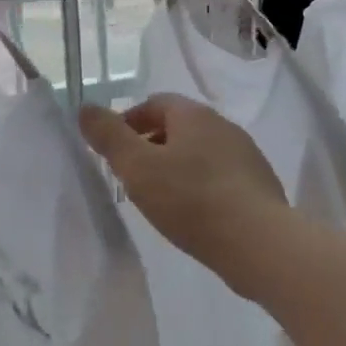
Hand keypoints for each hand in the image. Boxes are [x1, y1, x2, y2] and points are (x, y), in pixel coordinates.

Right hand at [79, 95, 289, 292]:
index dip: (129, 121)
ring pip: (200, 152)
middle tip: (132, 176)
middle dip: (152, 144)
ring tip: (160, 198)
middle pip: (179, 126)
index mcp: (194, 115)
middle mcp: (223, 126)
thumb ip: (108, 136)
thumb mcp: (137, 167)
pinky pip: (220, 177)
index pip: (155, 102)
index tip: (114, 150)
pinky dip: (200, 186)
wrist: (258, 242)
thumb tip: (86, 108)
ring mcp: (246, 155)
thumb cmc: (190, 200)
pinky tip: (193, 214)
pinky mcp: (259, 185)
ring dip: (177, 167)